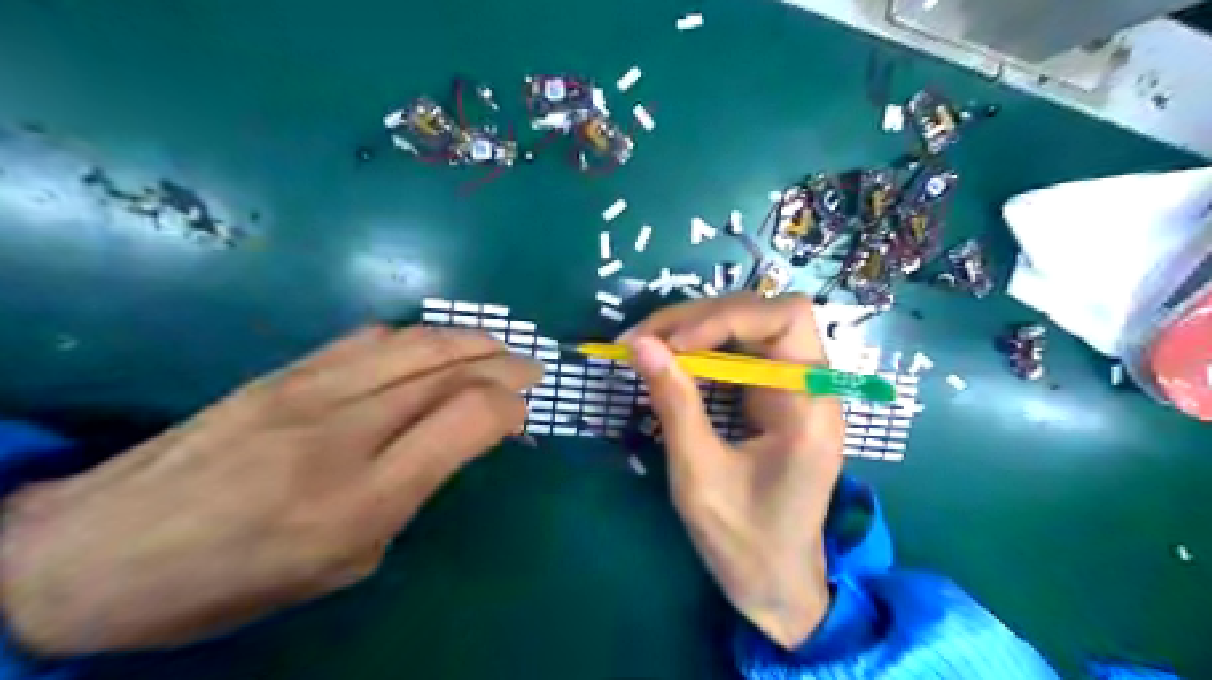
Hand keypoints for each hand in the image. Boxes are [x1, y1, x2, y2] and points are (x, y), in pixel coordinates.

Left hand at [0, 326, 538, 654]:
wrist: (98, 552)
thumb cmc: (236, 578)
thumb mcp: (346, 562)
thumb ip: (411, 491)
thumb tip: (456, 440)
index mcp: (365, 496)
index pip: (468, 418)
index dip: (510, 407)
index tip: (523, 416)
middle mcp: (345, 429)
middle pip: (449, 370)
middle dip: (504, 363)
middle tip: (531, 367)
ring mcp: (309, 389)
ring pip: (415, 342)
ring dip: (469, 339)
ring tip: (497, 346)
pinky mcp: (284, 371)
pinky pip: (369, 337)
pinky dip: (418, 336)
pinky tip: (434, 344)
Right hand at [624, 293, 844, 646]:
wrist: (776, 584)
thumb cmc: (744, 541)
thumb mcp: (699, 475)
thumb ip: (674, 404)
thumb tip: (640, 344)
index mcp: (810, 405)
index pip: (785, 318)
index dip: (724, 316)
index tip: (670, 343)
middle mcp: (811, 386)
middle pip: (762, 314)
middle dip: (699, 318)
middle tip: (641, 340)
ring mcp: (793, 390)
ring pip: (747, 328)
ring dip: (694, 329)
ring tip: (644, 346)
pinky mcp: (774, 398)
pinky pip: (739, 354)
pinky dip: (700, 350)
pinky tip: (668, 362)